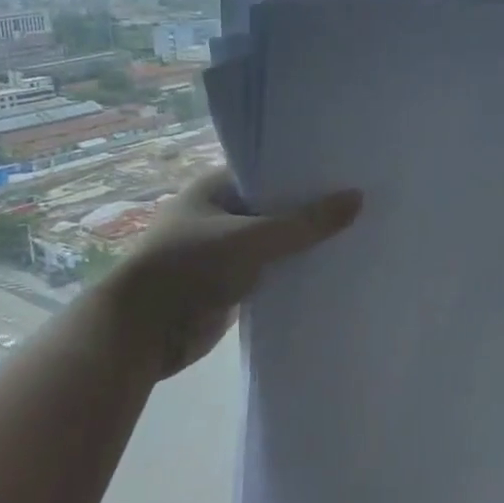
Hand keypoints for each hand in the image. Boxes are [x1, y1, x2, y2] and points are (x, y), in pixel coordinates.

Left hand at [102, 168, 360, 378]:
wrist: (141, 333)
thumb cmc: (190, 268)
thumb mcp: (253, 239)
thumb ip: (305, 223)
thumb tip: (358, 198)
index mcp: (216, 186)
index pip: (270, 170)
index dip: (306, 171)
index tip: (348, 170)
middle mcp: (220, 213)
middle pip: (275, 206)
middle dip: (311, 209)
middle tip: (362, 201)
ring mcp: (224, 250)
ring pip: (274, 241)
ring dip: (303, 243)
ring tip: (357, 233)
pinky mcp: (230, 284)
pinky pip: (270, 272)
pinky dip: (293, 272)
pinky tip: (331, 270)